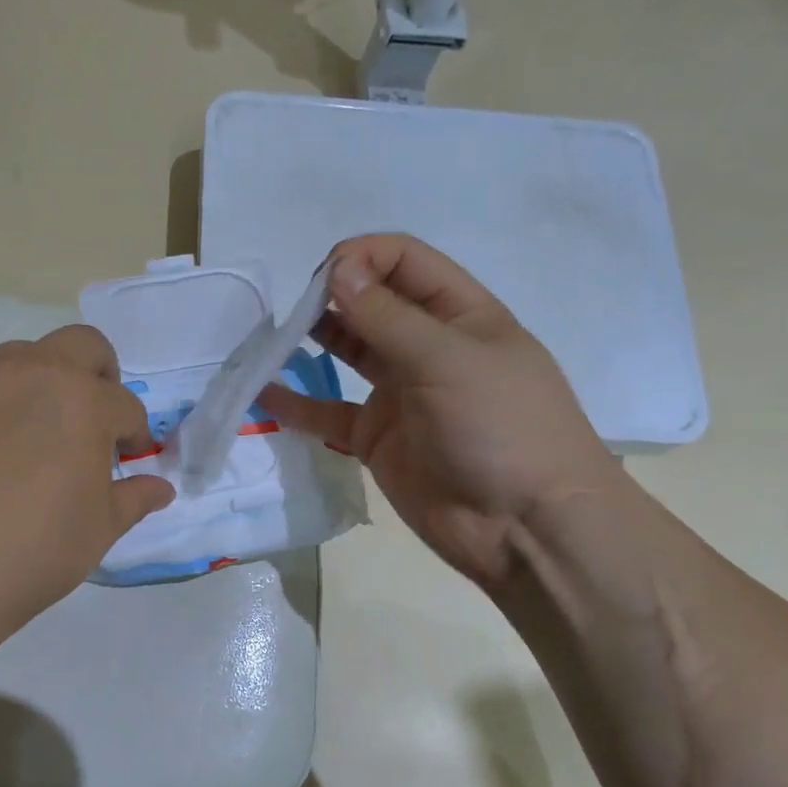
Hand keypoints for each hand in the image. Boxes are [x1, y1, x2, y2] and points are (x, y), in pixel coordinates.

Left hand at [0, 326, 174, 654]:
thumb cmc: (34, 553)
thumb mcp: (101, 529)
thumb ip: (135, 497)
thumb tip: (160, 487)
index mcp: (83, 401)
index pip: (125, 405)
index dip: (135, 435)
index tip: (129, 459)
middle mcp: (33, 373)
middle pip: (83, 345)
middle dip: (100, 377)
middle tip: (94, 421)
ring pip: (27, 356)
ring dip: (47, 382)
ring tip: (39, 433)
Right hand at [258, 235, 620, 593]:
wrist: (524, 528)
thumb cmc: (500, 428)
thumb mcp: (448, 360)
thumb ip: (388, 316)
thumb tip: (338, 269)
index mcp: (461, 314)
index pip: (406, 262)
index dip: (363, 257)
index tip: (323, 277)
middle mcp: (428, 346)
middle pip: (373, 302)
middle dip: (333, 296)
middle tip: (294, 310)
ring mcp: (400, 392)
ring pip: (348, 351)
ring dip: (313, 339)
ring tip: (272, 338)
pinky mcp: (376, 437)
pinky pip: (328, 411)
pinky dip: (297, 403)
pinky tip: (263, 393)